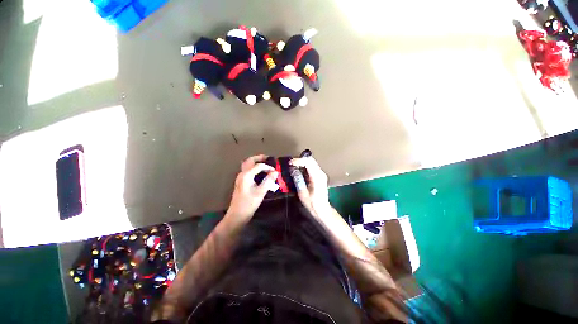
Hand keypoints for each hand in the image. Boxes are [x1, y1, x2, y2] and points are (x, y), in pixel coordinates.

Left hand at [227, 155, 277, 219]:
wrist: (237, 215)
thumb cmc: (249, 203)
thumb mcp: (261, 192)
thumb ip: (268, 181)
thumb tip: (275, 172)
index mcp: (246, 175)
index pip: (258, 166)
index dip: (268, 167)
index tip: (275, 171)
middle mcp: (242, 174)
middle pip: (249, 161)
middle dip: (259, 158)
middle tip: (268, 158)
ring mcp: (240, 178)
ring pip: (247, 165)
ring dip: (255, 162)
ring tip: (264, 163)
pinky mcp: (241, 182)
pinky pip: (247, 170)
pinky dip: (253, 168)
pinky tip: (259, 172)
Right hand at [290, 156, 330, 214]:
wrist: (322, 209)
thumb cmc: (312, 204)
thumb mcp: (302, 193)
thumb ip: (298, 180)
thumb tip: (292, 170)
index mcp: (317, 177)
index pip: (308, 162)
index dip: (298, 161)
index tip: (290, 163)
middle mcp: (321, 173)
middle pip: (311, 160)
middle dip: (300, 160)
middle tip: (290, 164)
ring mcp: (321, 173)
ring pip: (311, 162)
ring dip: (302, 162)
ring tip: (293, 167)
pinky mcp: (320, 175)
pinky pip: (312, 166)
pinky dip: (305, 166)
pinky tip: (299, 170)